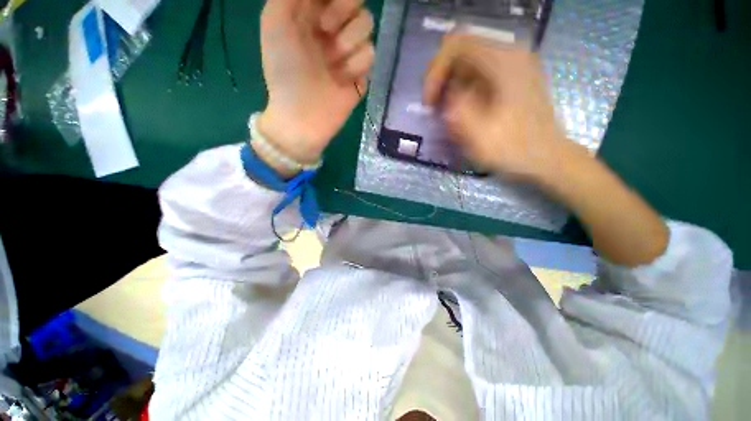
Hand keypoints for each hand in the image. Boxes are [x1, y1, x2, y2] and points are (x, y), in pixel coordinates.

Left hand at [259, 0, 374, 165]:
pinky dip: (356, 67)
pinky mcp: (362, 73)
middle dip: (343, 10)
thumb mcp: (275, 22)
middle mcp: (333, 26)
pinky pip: (371, 54)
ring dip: (348, 43)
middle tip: (325, 30)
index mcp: (311, 11)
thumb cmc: (284, 70)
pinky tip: (342, 81)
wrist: (303, 116)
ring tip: (332, 66)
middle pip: (357, 1)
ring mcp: (349, 50)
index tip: (321, 13)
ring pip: (367, 25)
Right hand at [424, 34, 568, 180]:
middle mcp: (511, 54)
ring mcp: (515, 65)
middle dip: (443, 80)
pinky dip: (465, 90)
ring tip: (448, 113)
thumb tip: (446, 97)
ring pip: (470, 64)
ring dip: (453, 87)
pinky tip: (464, 111)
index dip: (435, 72)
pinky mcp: (515, 78)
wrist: (548, 158)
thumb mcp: (478, 134)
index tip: (430, 102)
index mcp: (503, 62)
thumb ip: (456, 109)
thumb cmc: (514, 149)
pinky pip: (481, 74)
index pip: (455, 46)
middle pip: (462, 52)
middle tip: (436, 109)